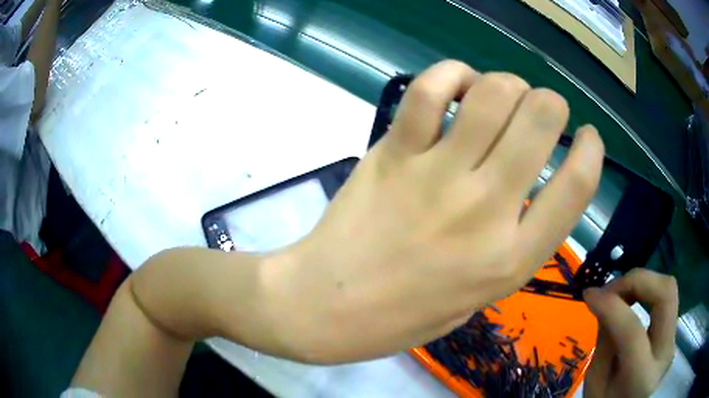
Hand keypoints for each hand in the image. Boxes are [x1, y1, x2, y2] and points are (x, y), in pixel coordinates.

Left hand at [265, 60, 604, 362]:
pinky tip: (454, 87)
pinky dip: (450, 74)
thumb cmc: (401, 317)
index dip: (591, 150)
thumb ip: (511, 246)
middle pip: (540, 120)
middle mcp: (485, 211)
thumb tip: (525, 189)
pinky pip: (429, 90)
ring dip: (507, 83)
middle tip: (539, 109)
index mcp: (511, 260)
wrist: (326, 307)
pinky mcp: (392, 153)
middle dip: (550, 103)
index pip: (577, 188)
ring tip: (497, 96)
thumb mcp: (477, 299)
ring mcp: (436, 176)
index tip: (588, 136)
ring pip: (493, 94)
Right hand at [583, 269, 678, 397]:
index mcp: (642, 378)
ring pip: (668, 289)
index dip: (611, 306)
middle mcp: (666, 352)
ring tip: (619, 293)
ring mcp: (673, 339)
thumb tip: (604, 301)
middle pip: (666, 293)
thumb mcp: (596, 384)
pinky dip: (647, 292)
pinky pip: (664, 299)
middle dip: (637, 280)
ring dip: (642, 283)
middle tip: (610, 288)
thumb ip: (605, 342)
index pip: (633, 331)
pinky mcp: (673, 331)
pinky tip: (631, 300)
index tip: (589, 294)